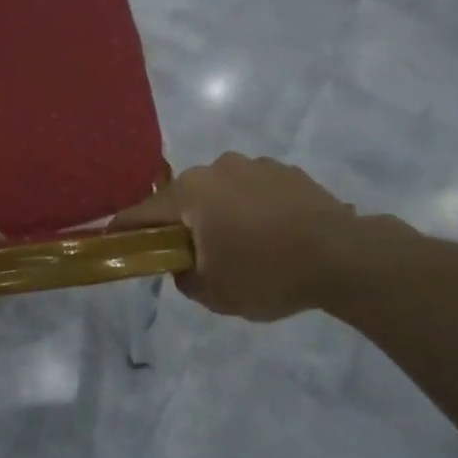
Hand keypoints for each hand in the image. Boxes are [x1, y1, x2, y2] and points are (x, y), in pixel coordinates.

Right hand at [113, 153, 406, 321]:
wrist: (344, 256)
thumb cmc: (268, 274)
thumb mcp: (215, 293)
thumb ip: (185, 278)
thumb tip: (184, 264)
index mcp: (190, 194)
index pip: (141, 213)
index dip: (123, 230)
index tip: (113, 241)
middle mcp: (216, 169)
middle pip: (182, 199)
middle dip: (180, 225)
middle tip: (191, 255)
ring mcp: (253, 165)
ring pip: (219, 191)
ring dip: (219, 213)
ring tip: (242, 245)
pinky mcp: (285, 170)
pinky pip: (252, 189)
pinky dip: (251, 208)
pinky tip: (272, 234)